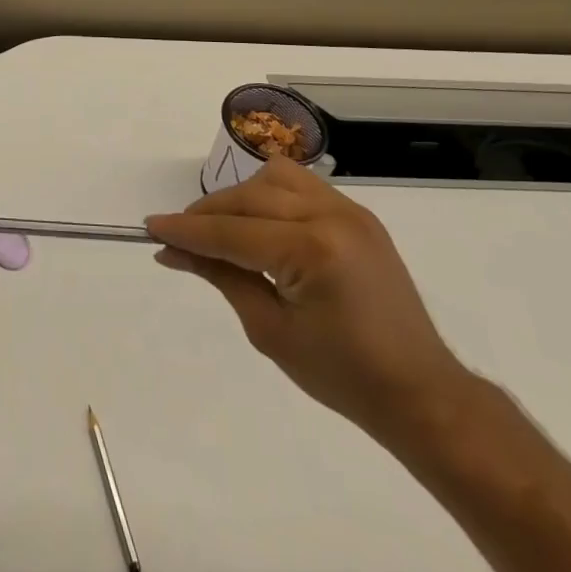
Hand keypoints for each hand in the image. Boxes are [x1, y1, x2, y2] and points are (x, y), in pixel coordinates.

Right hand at [147, 157, 475, 445]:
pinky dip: (271, 196)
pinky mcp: (358, 215)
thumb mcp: (269, 329)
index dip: (186, 231)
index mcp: (311, 251)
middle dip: (207, 214)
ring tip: (223, 229)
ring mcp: (349, 211)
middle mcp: (331, 216)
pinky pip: (301, 185)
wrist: (420, 393)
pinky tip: (260, 223)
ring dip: (241, 198)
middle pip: (248, 198)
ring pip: (273, 178)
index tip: (150, 227)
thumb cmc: (341, 375)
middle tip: (178, 237)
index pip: (231, 232)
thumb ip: (220, 276)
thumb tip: (171, 249)